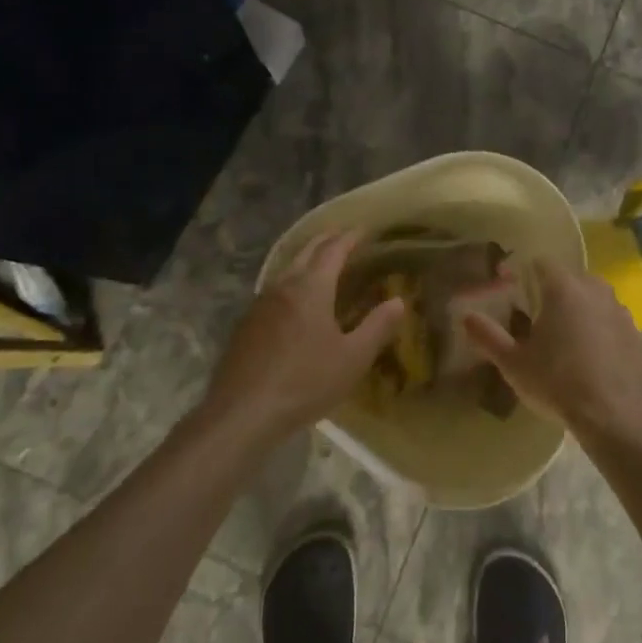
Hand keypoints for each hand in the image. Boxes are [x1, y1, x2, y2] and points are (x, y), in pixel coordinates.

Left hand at [205, 230, 404, 444]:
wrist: (242, 413)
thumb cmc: (305, 382)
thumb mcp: (352, 358)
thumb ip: (377, 327)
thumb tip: (399, 301)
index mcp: (311, 288)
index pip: (333, 250)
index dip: (350, 238)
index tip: (364, 229)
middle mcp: (283, 286)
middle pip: (305, 252)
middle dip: (326, 240)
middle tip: (343, 237)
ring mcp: (260, 305)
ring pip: (286, 270)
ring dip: (306, 260)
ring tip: (322, 265)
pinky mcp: (246, 325)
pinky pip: (274, 291)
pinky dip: (291, 283)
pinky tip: (295, 303)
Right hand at [463, 258, 641, 443]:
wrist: (616, 416)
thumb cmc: (558, 383)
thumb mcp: (514, 364)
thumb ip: (488, 336)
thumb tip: (465, 316)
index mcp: (562, 288)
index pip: (540, 263)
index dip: (524, 273)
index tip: (512, 291)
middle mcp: (593, 289)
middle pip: (568, 277)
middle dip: (551, 290)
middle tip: (535, 317)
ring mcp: (618, 309)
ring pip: (592, 296)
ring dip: (577, 307)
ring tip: (563, 336)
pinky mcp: (634, 331)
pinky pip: (609, 318)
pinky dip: (598, 326)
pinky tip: (590, 354)